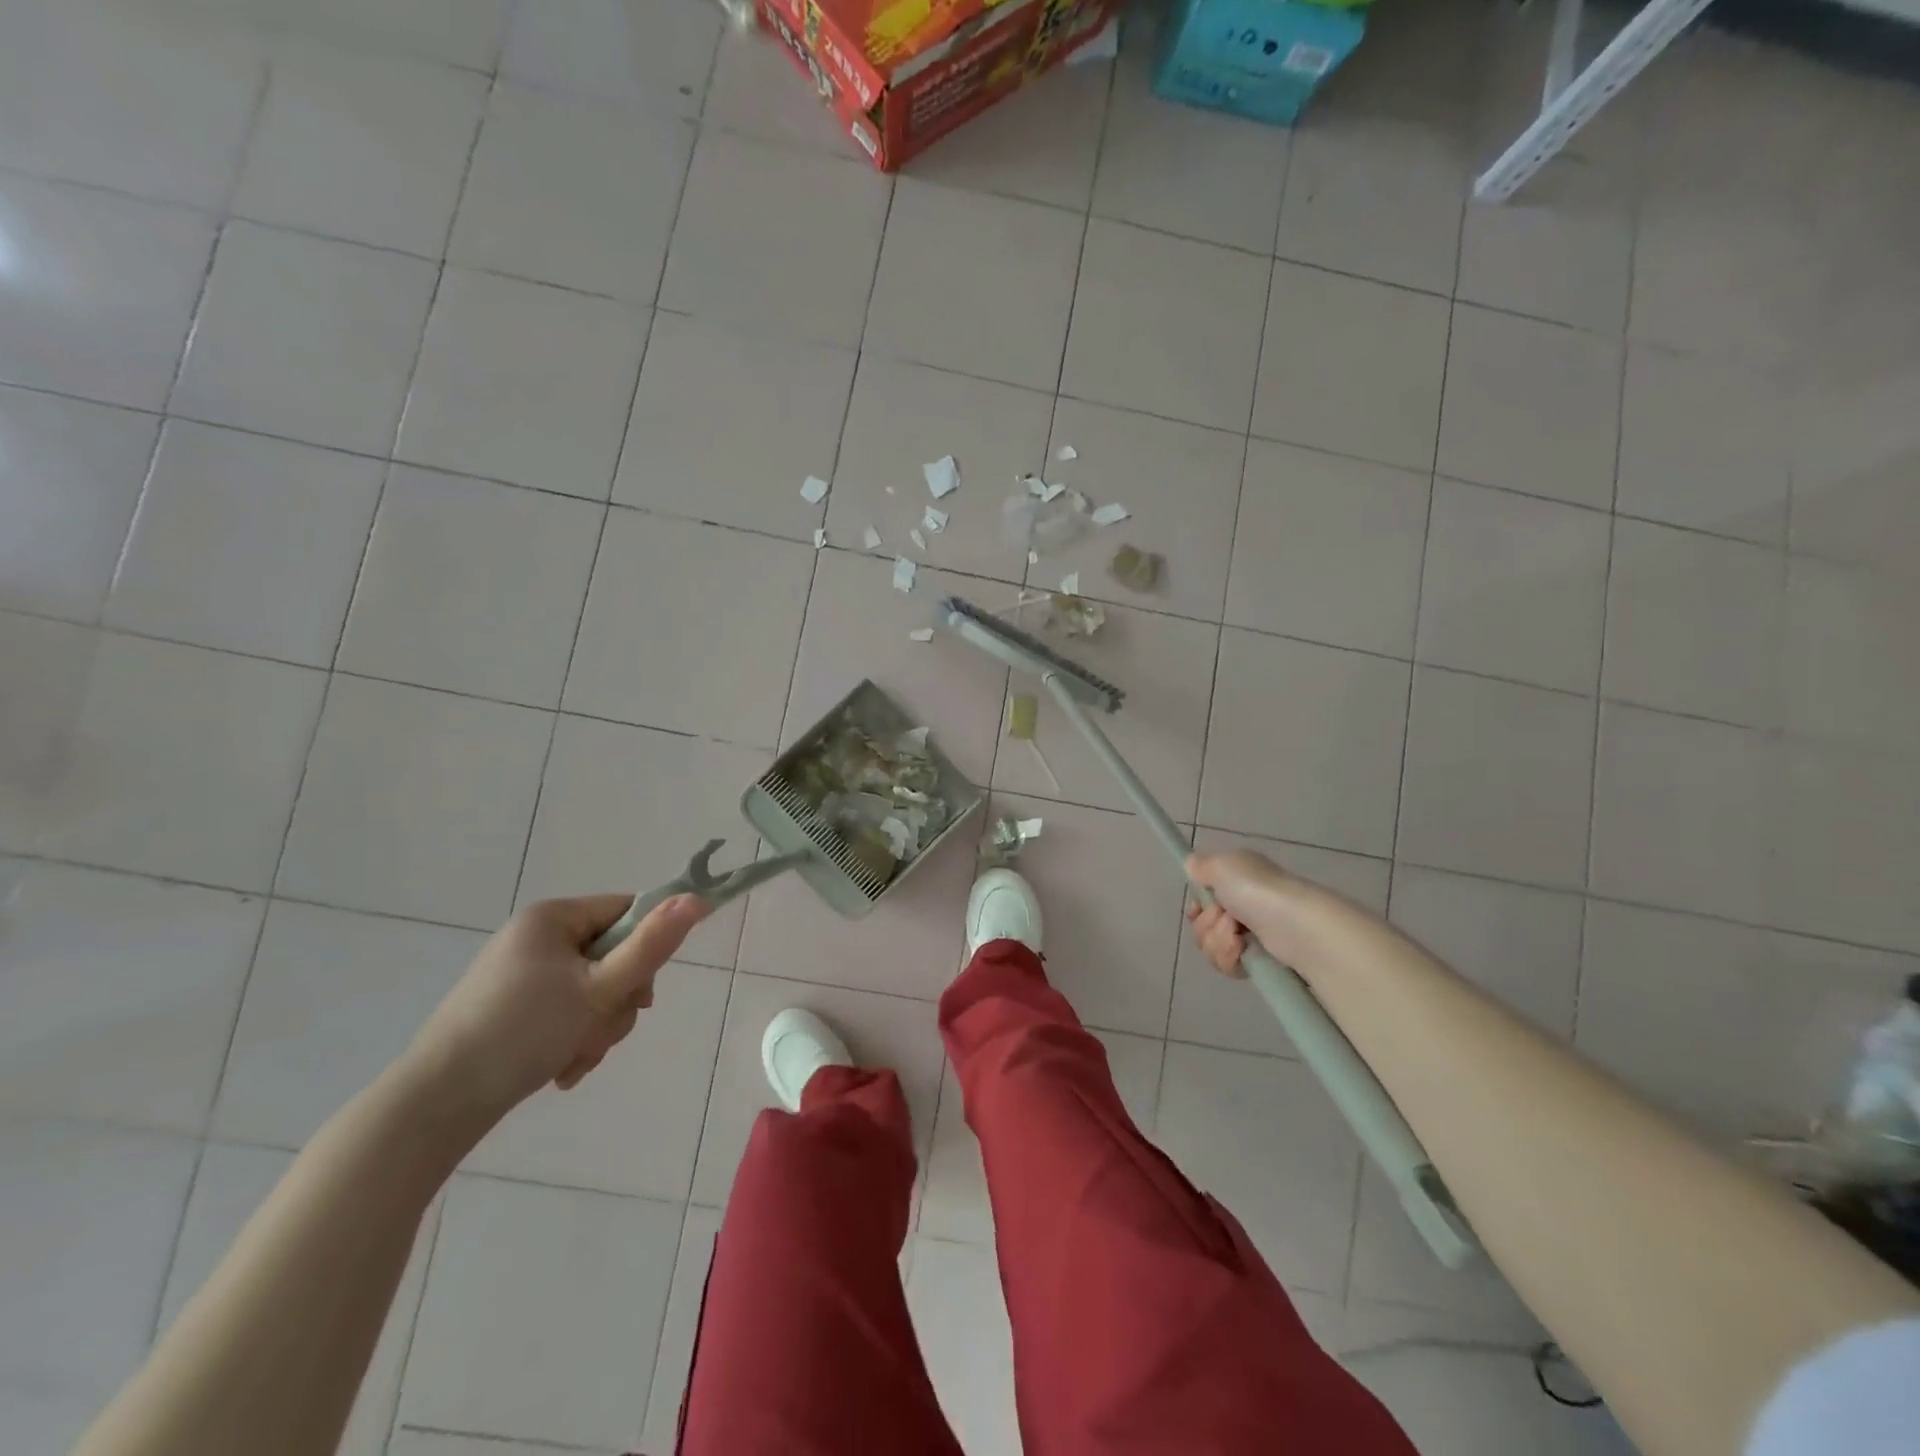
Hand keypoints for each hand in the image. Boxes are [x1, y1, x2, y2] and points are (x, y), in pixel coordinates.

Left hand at [409, 893, 707, 1119]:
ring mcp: (523, 973)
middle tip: (601, 1031)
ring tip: (577, 1057)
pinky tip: (562, 1069)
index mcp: (553, 917)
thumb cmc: (522, 1033)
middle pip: (614, 955)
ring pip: (594, 989)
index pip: (627, 911)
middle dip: (617, 1001)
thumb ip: (652, 946)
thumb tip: (697, 899)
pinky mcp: (514, 1007)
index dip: (647, 947)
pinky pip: (568, 1011)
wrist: (436, 1104)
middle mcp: (538, 937)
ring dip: (598, 1026)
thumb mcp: (598, 989)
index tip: (642, 990)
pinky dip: (574, 1039)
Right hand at [1183, 849, 1300, 977]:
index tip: (1198, 908)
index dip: (1196, 905)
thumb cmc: (1257, 890)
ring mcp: (1249, 934)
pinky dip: (1229, 958)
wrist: (1294, 926)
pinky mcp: (1256, 959)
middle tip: (1226, 918)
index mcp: (1235, 880)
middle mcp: (1241, 905)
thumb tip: (1191, 865)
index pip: (1201, 897)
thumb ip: (1201, 865)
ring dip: (1218, 941)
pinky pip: (1225, 964)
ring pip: (1210, 945)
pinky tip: (1242, 951)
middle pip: (1201, 924)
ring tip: (1238, 937)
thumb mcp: (1223, 865)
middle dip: (1207, 924)